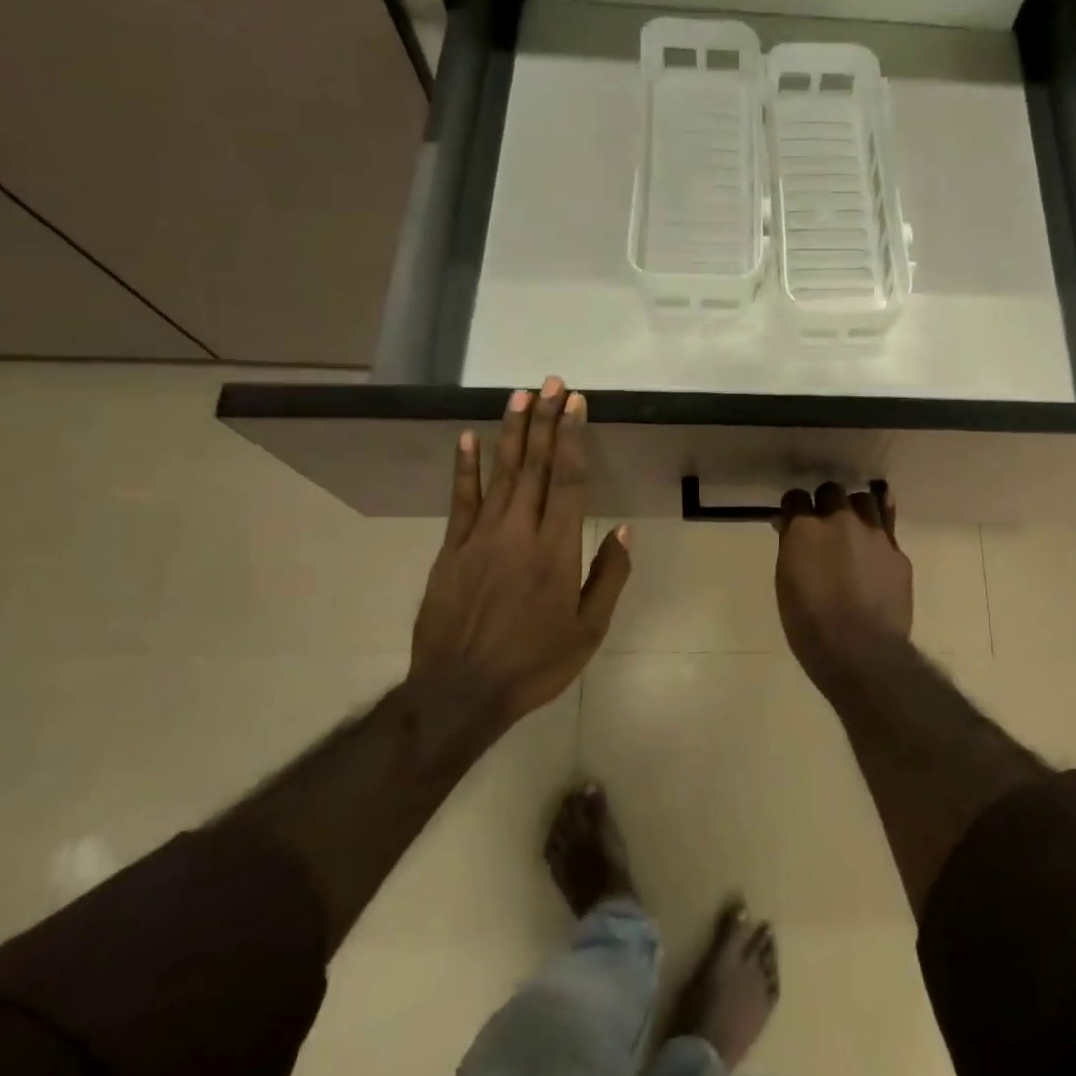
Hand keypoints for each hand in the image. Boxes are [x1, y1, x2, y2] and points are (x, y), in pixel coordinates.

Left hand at [411, 376, 630, 726]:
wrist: (459, 692)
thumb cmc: (534, 663)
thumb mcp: (588, 630)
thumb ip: (608, 577)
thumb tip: (623, 532)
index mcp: (556, 550)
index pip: (568, 480)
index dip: (573, 438)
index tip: (576, 404)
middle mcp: (519, 532)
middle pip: (534, 465)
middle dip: (545, 420)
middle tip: (552, 382)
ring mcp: (480, 537)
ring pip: (500, 473)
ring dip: (511, 432)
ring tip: (519, 395)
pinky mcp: (452, 550)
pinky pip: (460, 500)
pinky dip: (465, 468)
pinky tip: (468, 439)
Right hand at [774, 482, 912, 681]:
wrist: (862, 651)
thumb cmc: (810, 626)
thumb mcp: (786, 586)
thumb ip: (791, 550)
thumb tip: (790, 529)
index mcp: (805, 530)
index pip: (795, 498)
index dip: (794, 508)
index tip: (793, 520)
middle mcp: (840, 521)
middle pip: (831, 492)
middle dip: (825, 503)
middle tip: (823, 526)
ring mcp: (874, 534)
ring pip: (865, 500)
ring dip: (855, 510)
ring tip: (853, 528)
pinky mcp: (897, 551)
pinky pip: (888, 526)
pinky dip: (880, 529)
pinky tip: (876, 542)